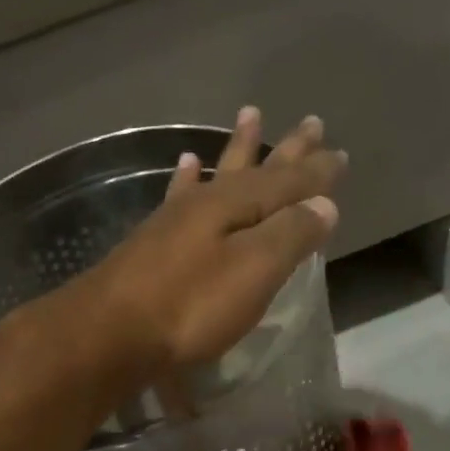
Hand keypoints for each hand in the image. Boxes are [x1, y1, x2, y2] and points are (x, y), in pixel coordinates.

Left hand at [58, 109, 344, 381]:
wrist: (109, 333)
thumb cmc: (189, 306)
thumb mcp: (253, 271)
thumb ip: (290, 235)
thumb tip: (324, 204)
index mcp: (236, 206)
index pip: (288, 182)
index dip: (317, 171)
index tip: (340, 153)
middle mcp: (206, 203)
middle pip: (255, 169)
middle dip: (285, 150)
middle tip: (311, 122)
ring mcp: (175, 220)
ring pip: (217, 174)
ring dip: (237, 149)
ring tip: (250, 116)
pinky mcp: (152, 242)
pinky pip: (178, 195)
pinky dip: (187, 178)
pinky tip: (185, 163)